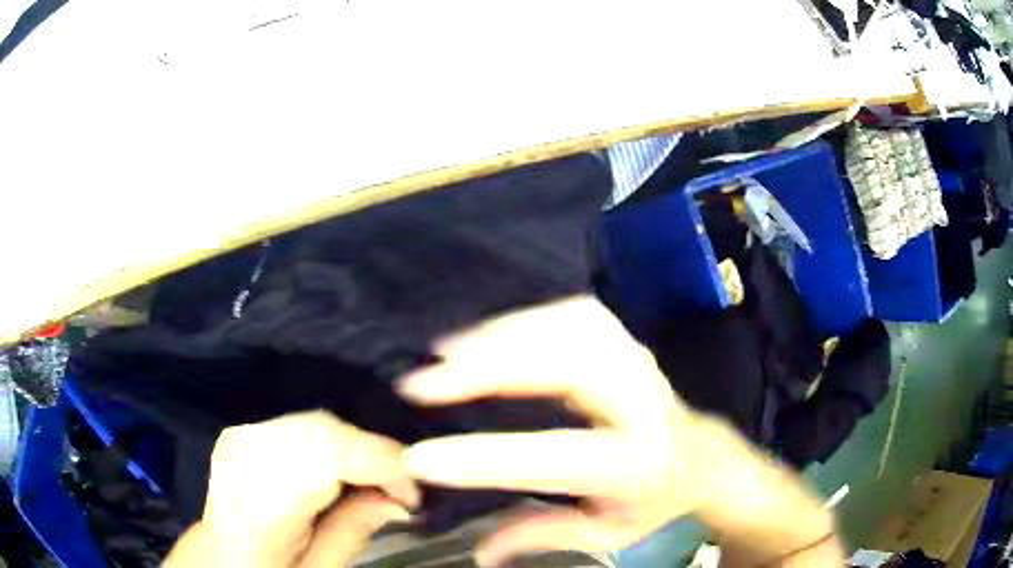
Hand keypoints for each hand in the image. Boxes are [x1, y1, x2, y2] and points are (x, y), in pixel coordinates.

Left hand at [165, 411, 420, 567]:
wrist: (221, 557)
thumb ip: (355, 529)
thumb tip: (401, 497)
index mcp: (256, 504)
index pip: (326, 454)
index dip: (380, 463)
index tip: (413, 494)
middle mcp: (242, 458)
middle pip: (323, 429)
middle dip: (373, 454)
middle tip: (398, 490)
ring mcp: (238, 437)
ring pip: (315, 420)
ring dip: (354, 448)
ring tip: (372, 482)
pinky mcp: (242, 430)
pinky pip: (300, 423)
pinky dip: (332, 442)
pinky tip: (340, 470)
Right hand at [398, 296, 706, 565]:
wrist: (700, 456)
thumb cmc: (651, 501)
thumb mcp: (605, 534)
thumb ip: (541, 537)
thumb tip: (477, 553)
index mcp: (634, 464)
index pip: (554, 459)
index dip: (484, 459)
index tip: (420, 458)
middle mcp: (641, 405)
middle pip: (565, 371)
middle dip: (488, 371)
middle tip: (424, 382)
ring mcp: (637, 364)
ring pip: (568, 329)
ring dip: (502, 337)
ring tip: (447, 354)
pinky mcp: (626, 342)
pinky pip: (574, 314)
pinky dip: (526, 319)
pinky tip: (490, 334)